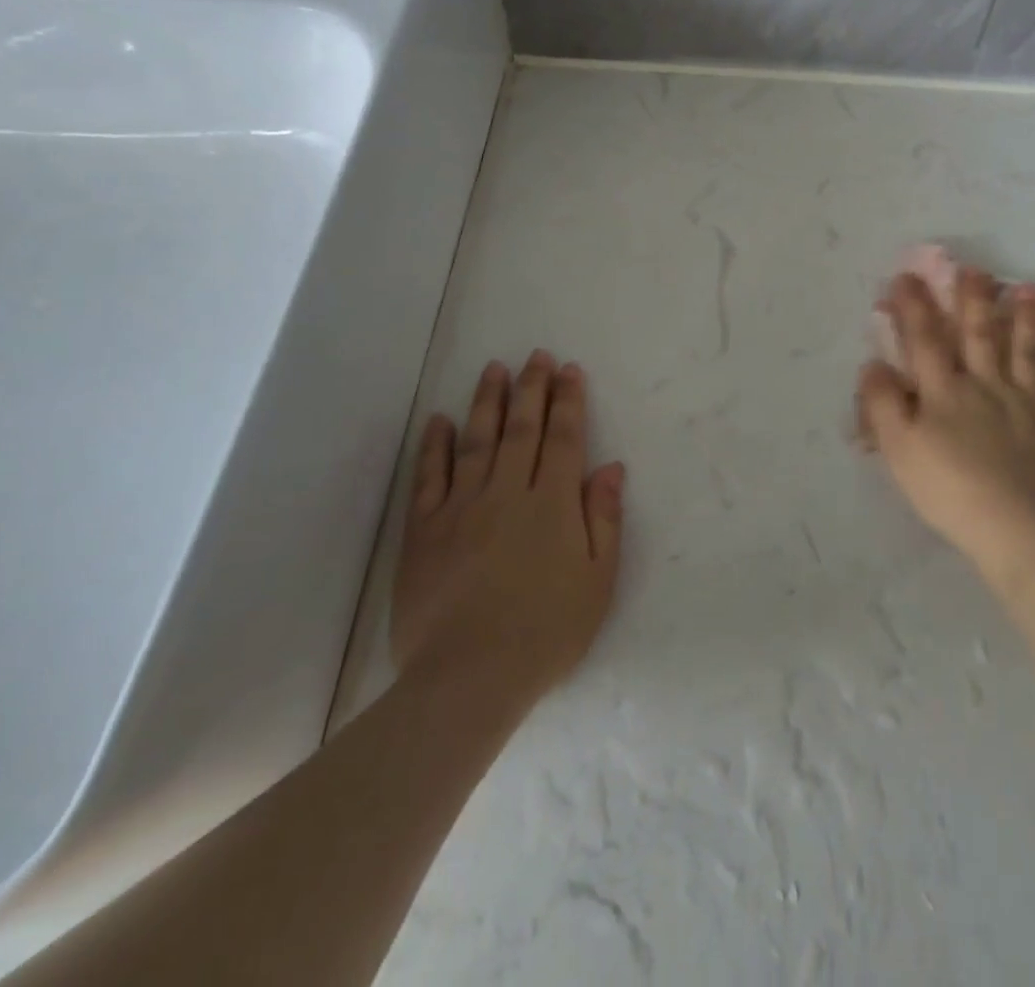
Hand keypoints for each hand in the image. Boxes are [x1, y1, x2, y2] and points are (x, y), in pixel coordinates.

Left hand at [391, 351, 625, 702]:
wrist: (468, 679)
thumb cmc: (546, 632)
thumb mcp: (597, 581)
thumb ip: (604, 519)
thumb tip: (610, 467)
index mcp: (553, 504)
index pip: (564, 438)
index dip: (568, 401)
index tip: (569, 370)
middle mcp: (508, 492)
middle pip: (522, 429)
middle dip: (531, 388)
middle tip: (535, 356)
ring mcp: (461, 507)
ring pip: (476, 440)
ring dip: (487, 401)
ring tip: (493, 369)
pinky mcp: (424, 530)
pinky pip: (428, 477)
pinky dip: (434, 445)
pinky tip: (440, 420)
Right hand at [858, 269, 1034, 578]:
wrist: (1020, 529)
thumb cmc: (950, 490)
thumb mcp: (899, 451)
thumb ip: (883, 404)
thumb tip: (874, 364)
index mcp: (945, 392)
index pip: (925, 340)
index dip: (914, 307)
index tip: (907, 276)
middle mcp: (987, 386)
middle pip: (979, 335)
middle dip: (972, 300)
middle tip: (974, 269)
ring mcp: (1029, 404)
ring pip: (1025, 352)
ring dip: (1023, 320)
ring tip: (1026, 290)